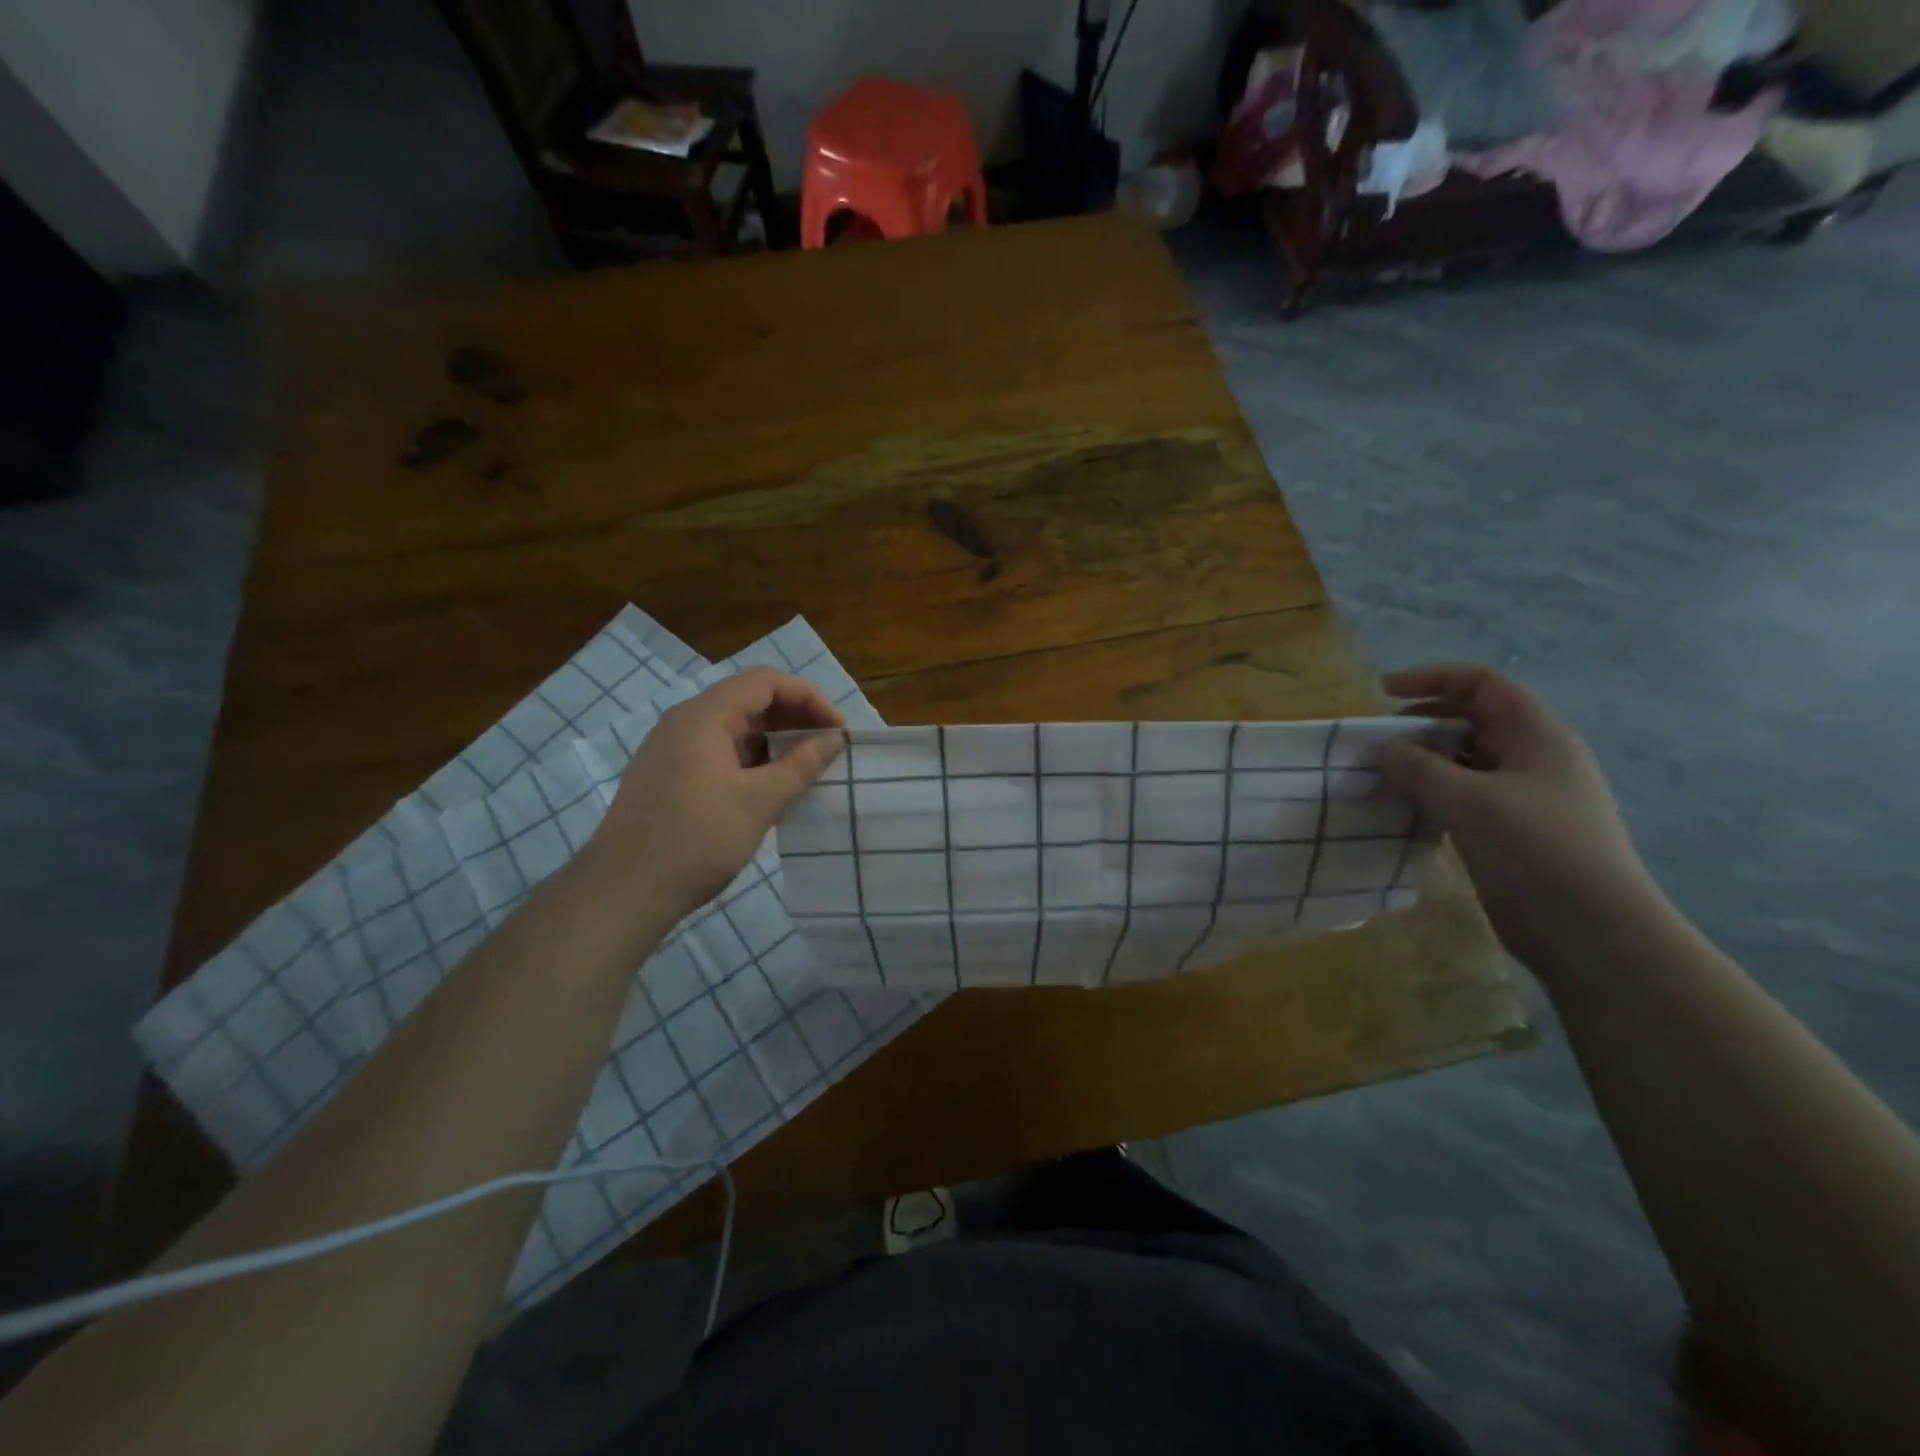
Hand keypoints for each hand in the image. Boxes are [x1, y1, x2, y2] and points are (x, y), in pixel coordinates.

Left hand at [584, 668, 844, 924]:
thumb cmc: (696, 840)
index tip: (838, 729)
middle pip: (748, 700)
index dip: (808, 697)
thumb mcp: (759, 802)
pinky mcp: (668, 775)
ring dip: (773, 739)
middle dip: (794, 717)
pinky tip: (770, 786)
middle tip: (828, 746)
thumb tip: (834, 739)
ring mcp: (672, 749)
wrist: (623, 891)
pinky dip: (751, 758)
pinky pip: (718, 751)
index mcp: (704, 716)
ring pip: (733, 727)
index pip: (765, 682)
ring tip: (806, 767)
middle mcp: (685, 722)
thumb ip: (801, 765)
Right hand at [1378, 664, 1665, 975]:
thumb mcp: (1470, 801)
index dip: (1432, 679)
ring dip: (1417, 765)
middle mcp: (1531, 758)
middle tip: (1375, 746)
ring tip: (1376, 781)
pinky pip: (1459, 797)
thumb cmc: (1537, 850)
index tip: (1382, 693)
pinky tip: (1398, 811)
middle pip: (1468, 721)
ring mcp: (1520, 796)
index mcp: (1537, 736)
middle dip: (1418, 726)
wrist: (1592, 931)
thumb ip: (1418, 768)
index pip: (1482, 684)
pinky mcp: (1507, 831)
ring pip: (1460, 763)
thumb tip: (1382, 750)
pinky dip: (1427, 796)